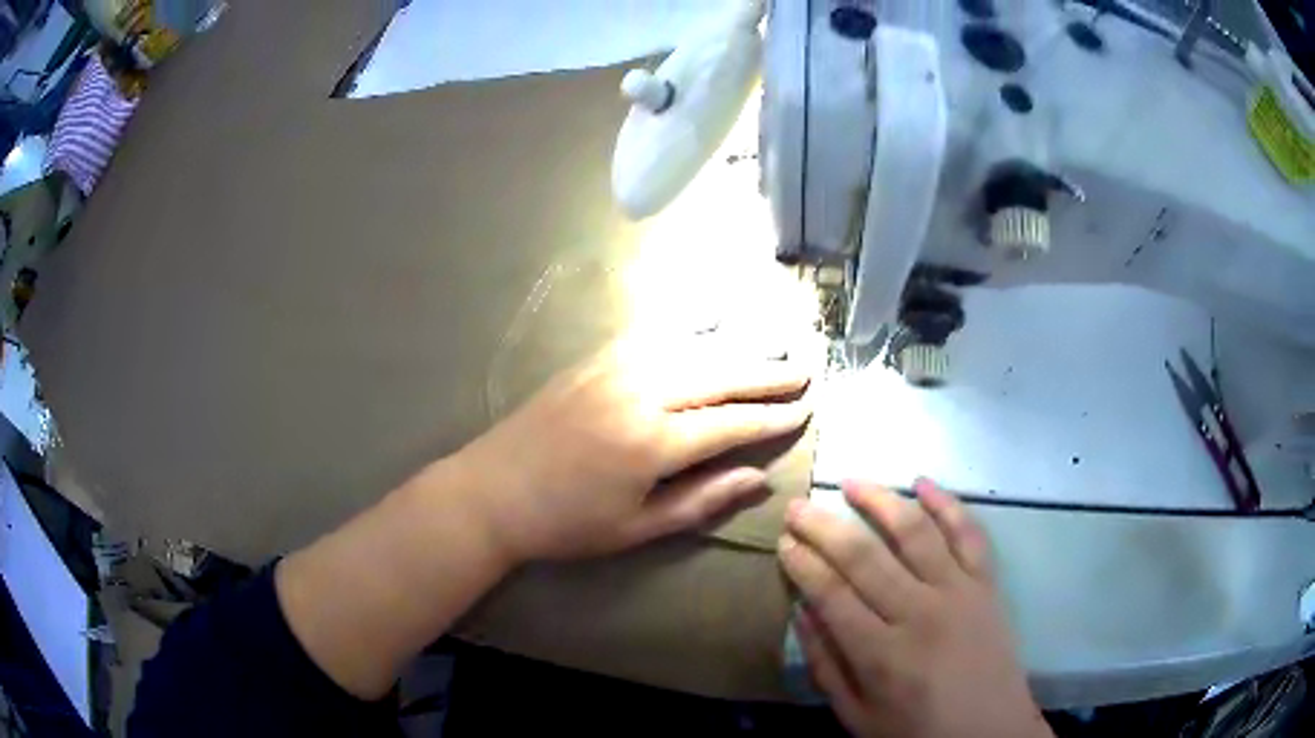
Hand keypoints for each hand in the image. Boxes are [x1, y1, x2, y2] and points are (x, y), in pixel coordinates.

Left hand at [455, 336, 812, 561]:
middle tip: (804, 370)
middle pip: (718, 374)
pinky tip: (706, 327)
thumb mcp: (636, 529)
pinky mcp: (592, 360)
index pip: (730, 423)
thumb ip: (701, 501)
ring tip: (769, 349)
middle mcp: (639, 392)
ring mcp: (613, 368)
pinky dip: (686, 331)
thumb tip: (758, 479)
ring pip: (689, 348)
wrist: (491, 492)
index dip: (771, 418)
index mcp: (652, 442)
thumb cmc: (565, 524)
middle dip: (766, 372)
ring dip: (735, 348)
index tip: (805, 411)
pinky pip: (650, 335)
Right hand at [778, 480, 1050, 737]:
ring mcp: (959, 592)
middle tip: (798, 506)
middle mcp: (920, 613)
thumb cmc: (916, 731)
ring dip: (881, 501)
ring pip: (915, 533)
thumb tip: (801, 613)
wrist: (990, 731)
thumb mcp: (857, 716)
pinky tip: (923, 483)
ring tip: (852, 482)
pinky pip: (969, 533)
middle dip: (825, 526)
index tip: (783, 541)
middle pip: (865, 556)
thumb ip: (826, 666)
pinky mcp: (988, 584)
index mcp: (882, 654)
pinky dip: (948, 504)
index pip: (831, 594)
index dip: (803, 564)